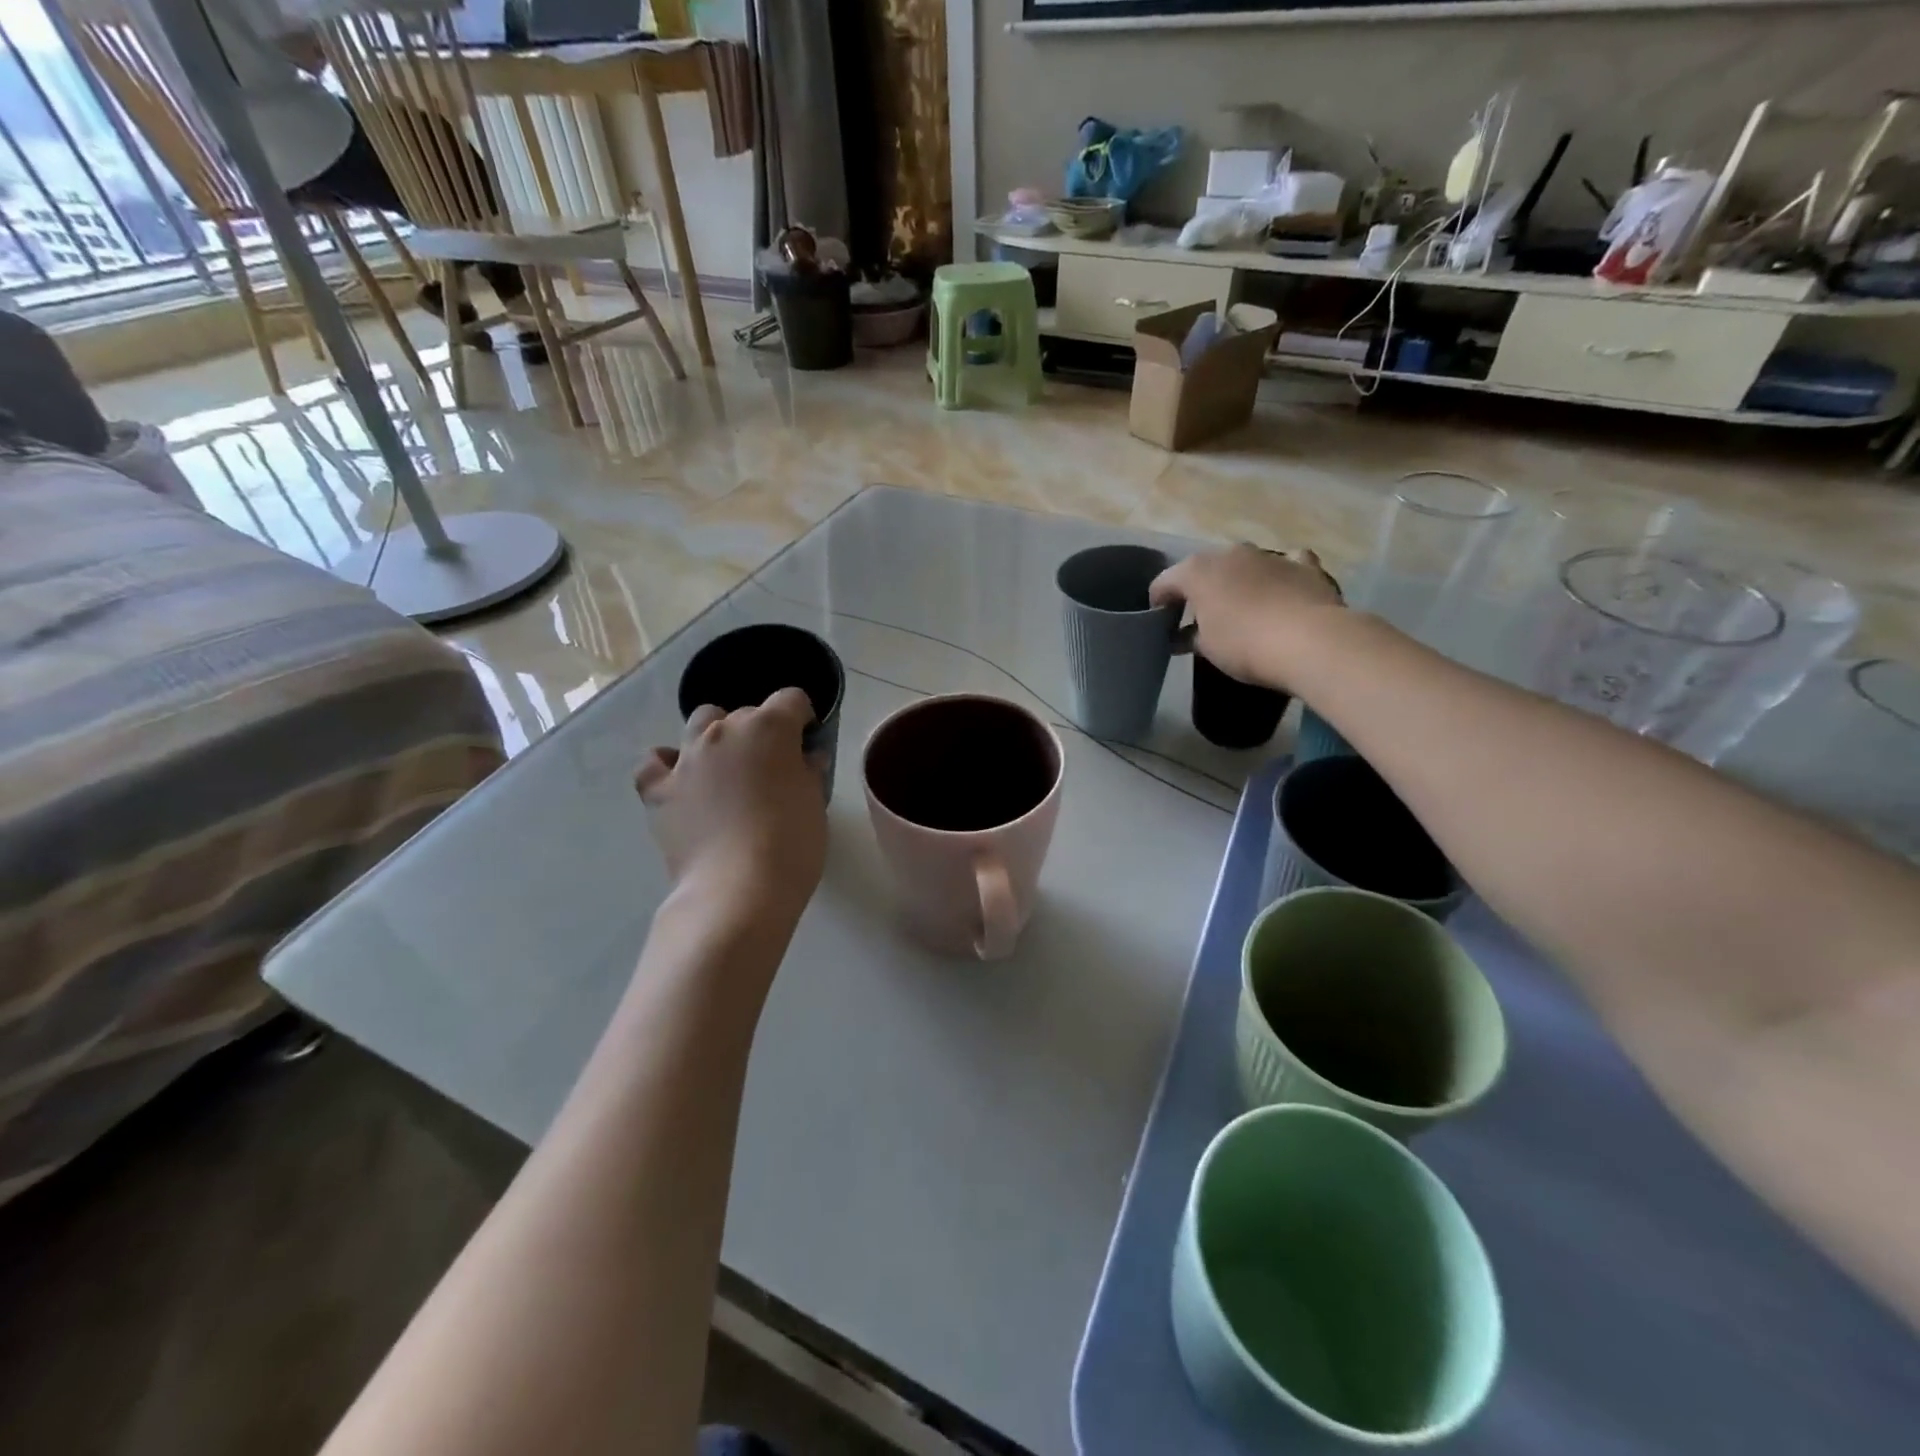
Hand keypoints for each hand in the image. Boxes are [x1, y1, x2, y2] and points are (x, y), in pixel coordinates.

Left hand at [635, 689, 827, 929]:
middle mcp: (724, 731)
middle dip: (761, 732)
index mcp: (770, 728)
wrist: (738, 889)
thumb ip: (810, 772)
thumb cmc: (791, 844)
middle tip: (772, 768)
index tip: (807, 741)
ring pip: (700, 724)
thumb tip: (807, 757)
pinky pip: (655, 761)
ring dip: (716, 737)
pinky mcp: (658, 789)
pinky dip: (667, 763)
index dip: (802, 717)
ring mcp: (686, 757)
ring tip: (727, 768)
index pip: (791, 700)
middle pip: (746, 713)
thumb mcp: (816, 804)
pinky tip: (681, 779)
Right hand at [1150, 545, 1342, 690]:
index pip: (1164, 582)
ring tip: (1240, 607)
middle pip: (1204, 569)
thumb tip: (1180, 638)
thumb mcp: (1206, 648)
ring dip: (1237, 580)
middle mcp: (1231, 553)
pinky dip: (1280, 573)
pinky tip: (1282, 588)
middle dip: (1198, 589)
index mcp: (1198, 570)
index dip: (1158, 603)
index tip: (1160, 624)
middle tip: (1198, 617)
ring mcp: (1269, 555)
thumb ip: (1189, 638)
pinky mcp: (1304, 565)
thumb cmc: (1244, 644)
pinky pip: (1287, 563)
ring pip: (1243, 563)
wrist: (1310, 641)